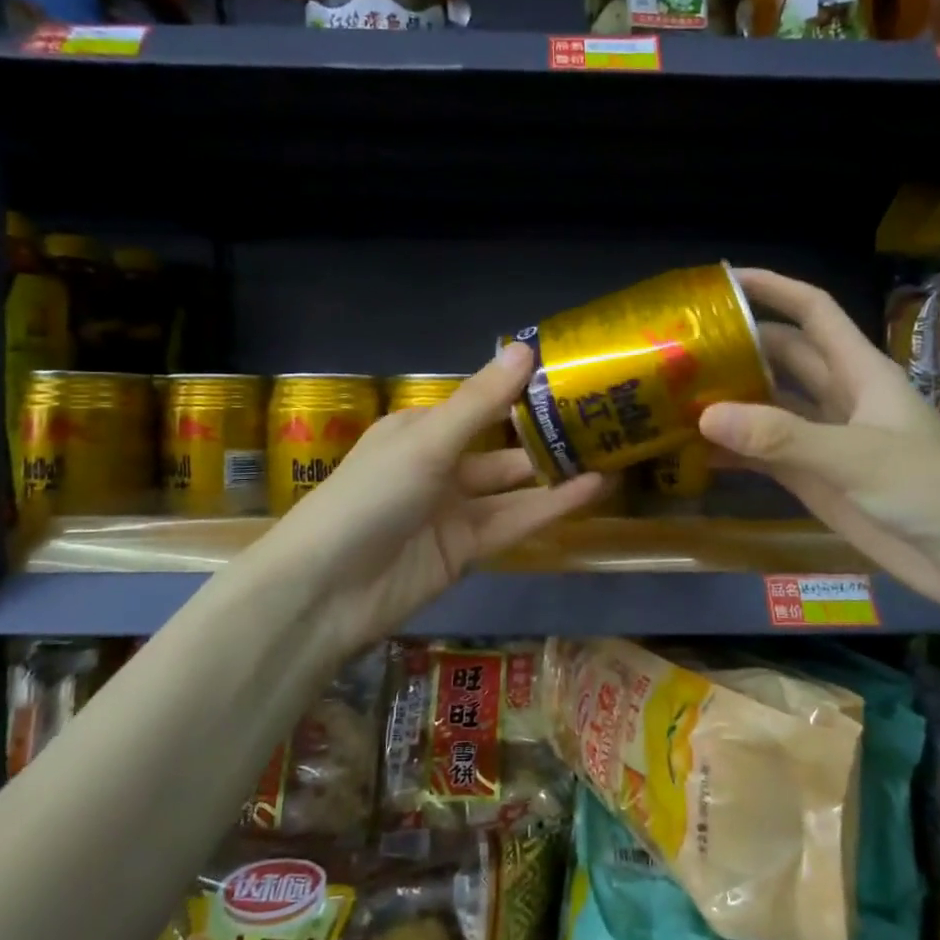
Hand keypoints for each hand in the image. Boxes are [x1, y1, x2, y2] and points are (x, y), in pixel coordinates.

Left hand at [262, 341, 606, 657]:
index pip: (480, 403)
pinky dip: (550, 507)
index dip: (523, 391)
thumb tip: (526, 349)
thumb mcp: (427, 442)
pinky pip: (514, 522)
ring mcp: (453, 510)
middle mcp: (438, 465)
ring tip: (612, 454)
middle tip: (605, 418)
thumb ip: (481, 402)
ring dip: (557, 473)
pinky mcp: (467, 550)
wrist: (327, 590)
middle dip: (546, 435)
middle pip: (501, 445)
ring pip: (514, 487)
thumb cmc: (370, 496)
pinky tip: (591, 490)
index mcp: (420, 429)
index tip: (572, 376)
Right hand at [699, 268, 939, 616]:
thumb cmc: (929, 489)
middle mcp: (838, 397)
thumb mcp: (855, 456)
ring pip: (769, 405)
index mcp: (859, 371)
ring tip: (676, 395)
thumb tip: (706, 414)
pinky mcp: (814, 479)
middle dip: (739, 346)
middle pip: (782, 357)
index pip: (813, 312)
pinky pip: (764, 455)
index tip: (724, 281)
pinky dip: (733, 452)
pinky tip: (694, 453)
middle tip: (682, 348)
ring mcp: (824, 440)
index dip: (773, 289)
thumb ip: (782, 436)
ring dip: (731, 400)